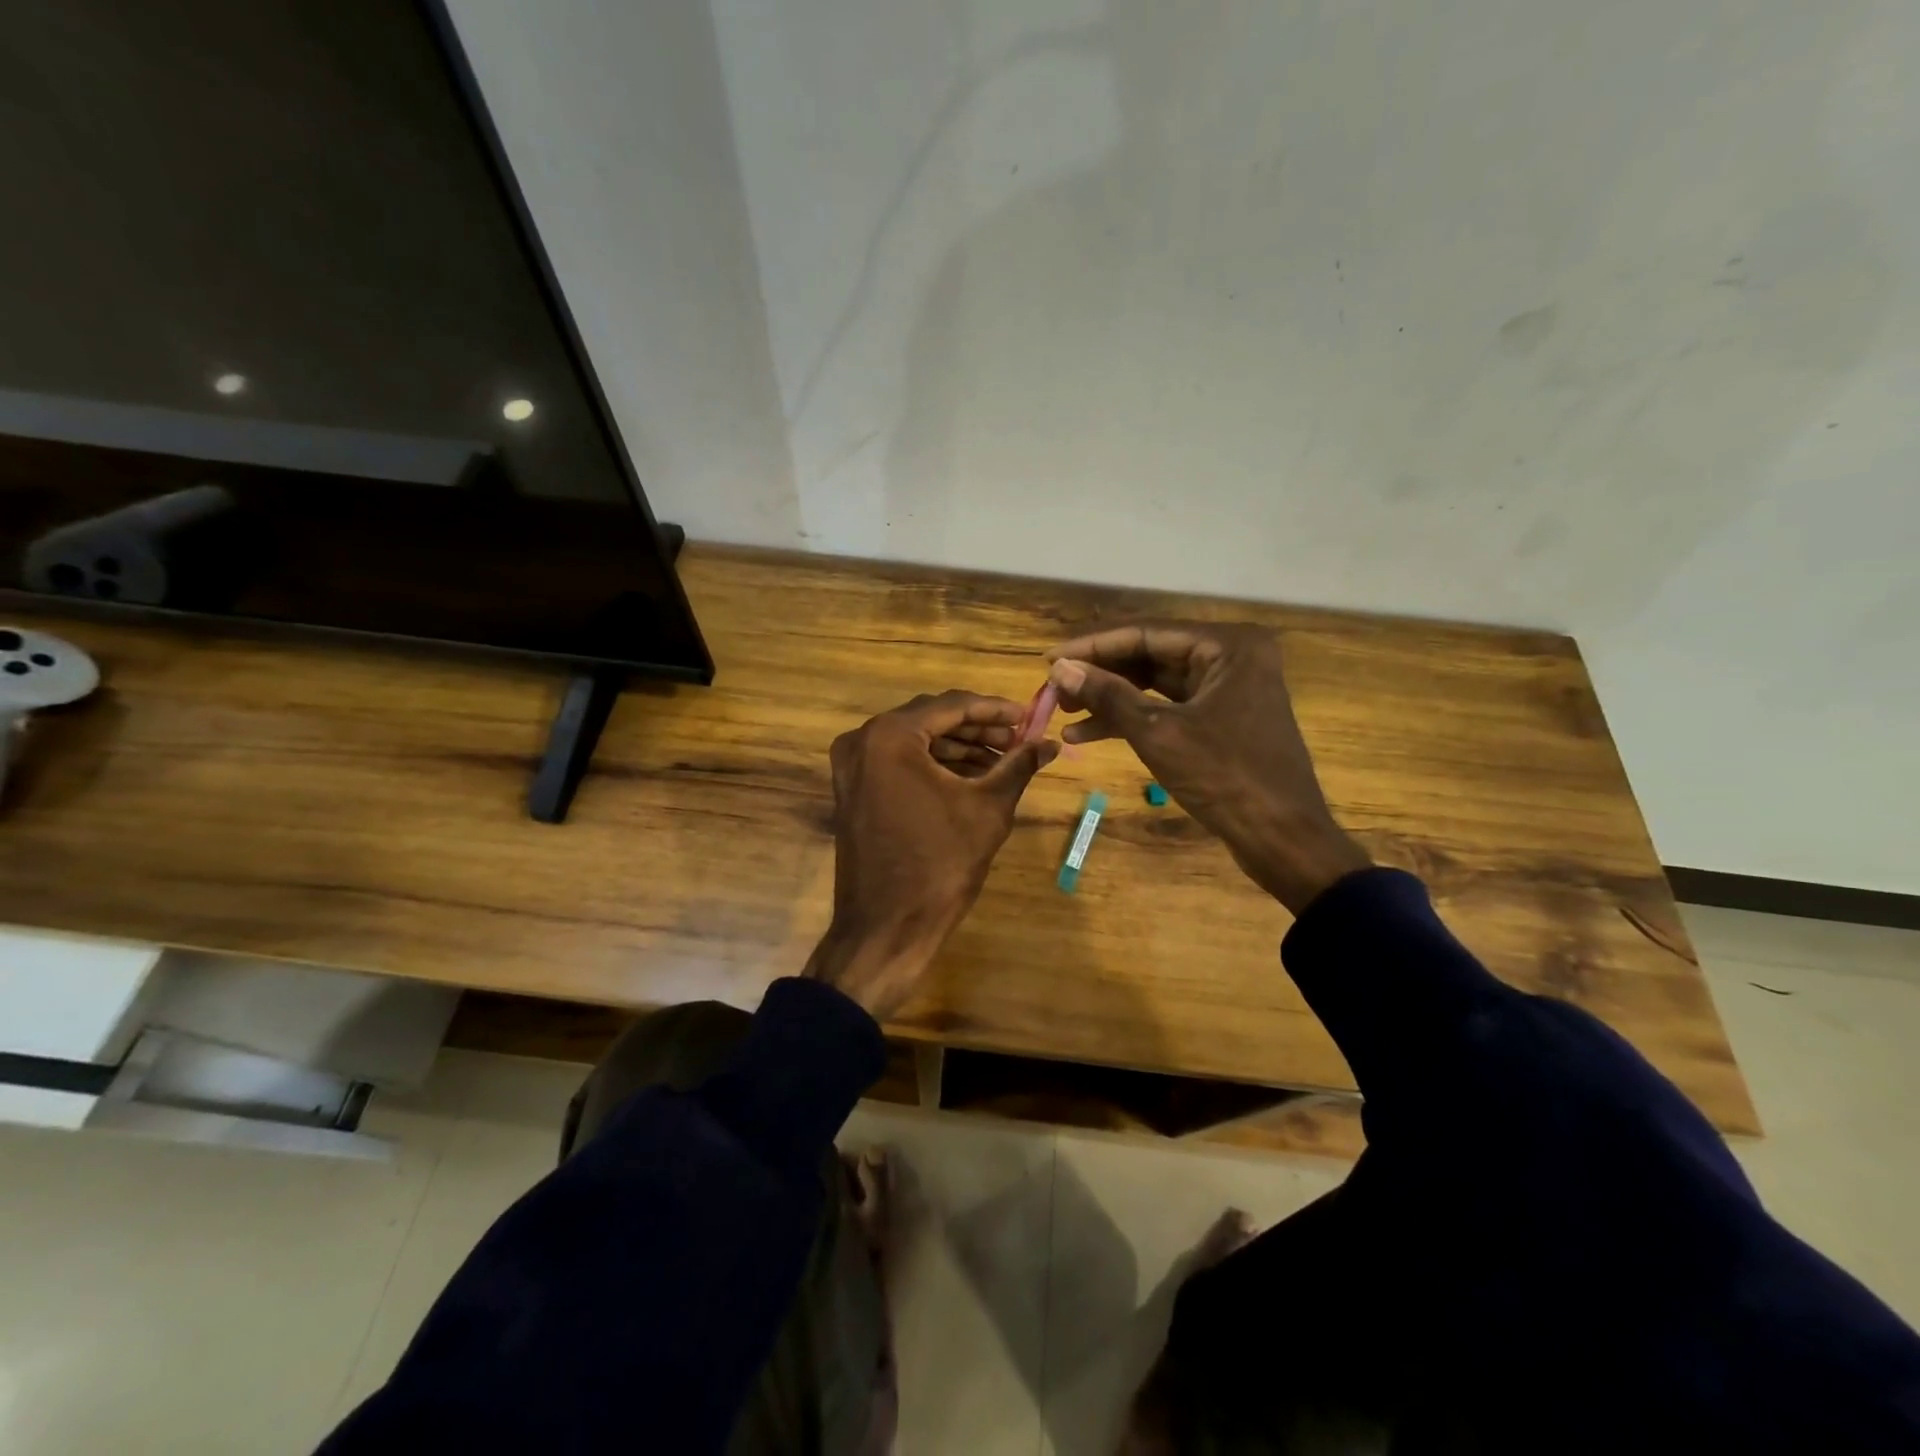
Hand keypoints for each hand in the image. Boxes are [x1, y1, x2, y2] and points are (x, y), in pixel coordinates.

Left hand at [804, 690, 1057, 1017]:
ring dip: (958, 747)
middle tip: (1019, 740)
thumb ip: (1018, 767)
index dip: (996, 709)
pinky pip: (898, 763)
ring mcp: (852, 767)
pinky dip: (933, 766)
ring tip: (1003, 760)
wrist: (886, 929)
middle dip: (978, 728)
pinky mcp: (853, 790)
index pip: (952, 705)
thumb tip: (1051, 743)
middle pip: (930, 719)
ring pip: (915, 741)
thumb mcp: (987, 810)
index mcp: (891, 736)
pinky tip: (971, 777)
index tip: (1030, 716)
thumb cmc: (939, 865)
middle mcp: (862, 740)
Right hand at [1046, 622, 1368, 913]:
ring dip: (1110, 699)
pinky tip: (1087, 735)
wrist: (1282, 839)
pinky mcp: (1219, 719)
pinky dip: (1130, 720)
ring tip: (1064, 713)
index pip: (1145, 632)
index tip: (1049, 659)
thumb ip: (1107, 695)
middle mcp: (1230, 656)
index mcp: (1227, 645)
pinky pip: (1166, 708)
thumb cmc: (1225, 777)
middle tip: (1055, 690)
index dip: (1092, 646)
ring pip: (1153, 684)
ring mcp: (1226, 688)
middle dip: (1099, 674)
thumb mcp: (1158, 733)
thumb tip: (1060, 668)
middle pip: (1149, 655)